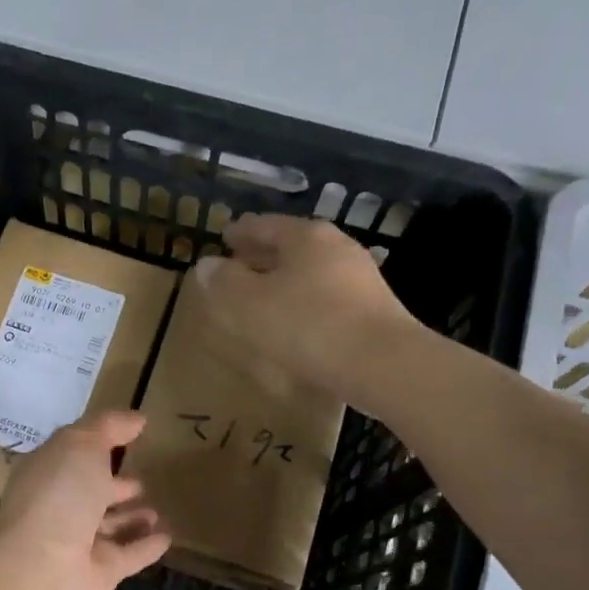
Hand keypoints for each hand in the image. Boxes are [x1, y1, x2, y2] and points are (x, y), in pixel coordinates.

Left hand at [0, 411, 170, 589]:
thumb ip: (109, 428)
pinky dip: (146, 546)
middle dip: (112, 485)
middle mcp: (58, 507)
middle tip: (140, 479)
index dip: (96, 443)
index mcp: (47, 472)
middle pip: (88, 493)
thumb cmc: (59, 494)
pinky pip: (128, 556)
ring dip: (130, 518)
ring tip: (155, 508)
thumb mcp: (81, 444)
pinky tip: (168, 536)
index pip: (72, 454)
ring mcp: (77, 544)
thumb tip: (137, 419)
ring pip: (108, 527)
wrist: (44, 569)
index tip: (128, 435)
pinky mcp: (99, 574)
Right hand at [192, 214, 415, 404]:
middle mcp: (336, 247)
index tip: (224, 237)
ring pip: (310, 270)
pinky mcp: (373, 309)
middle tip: (239, 263)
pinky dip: (304, 300)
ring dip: (285, 279)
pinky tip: (295, 320)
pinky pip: (326, 295)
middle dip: (263, 254)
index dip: (241, 232)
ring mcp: (360, 277)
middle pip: (291, 245)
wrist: (382, 364)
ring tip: (263, 295)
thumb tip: (206, 266)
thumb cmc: (309, 326)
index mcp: (306, 236)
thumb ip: (224, 283)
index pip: (265, 224)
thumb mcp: (250, 305)